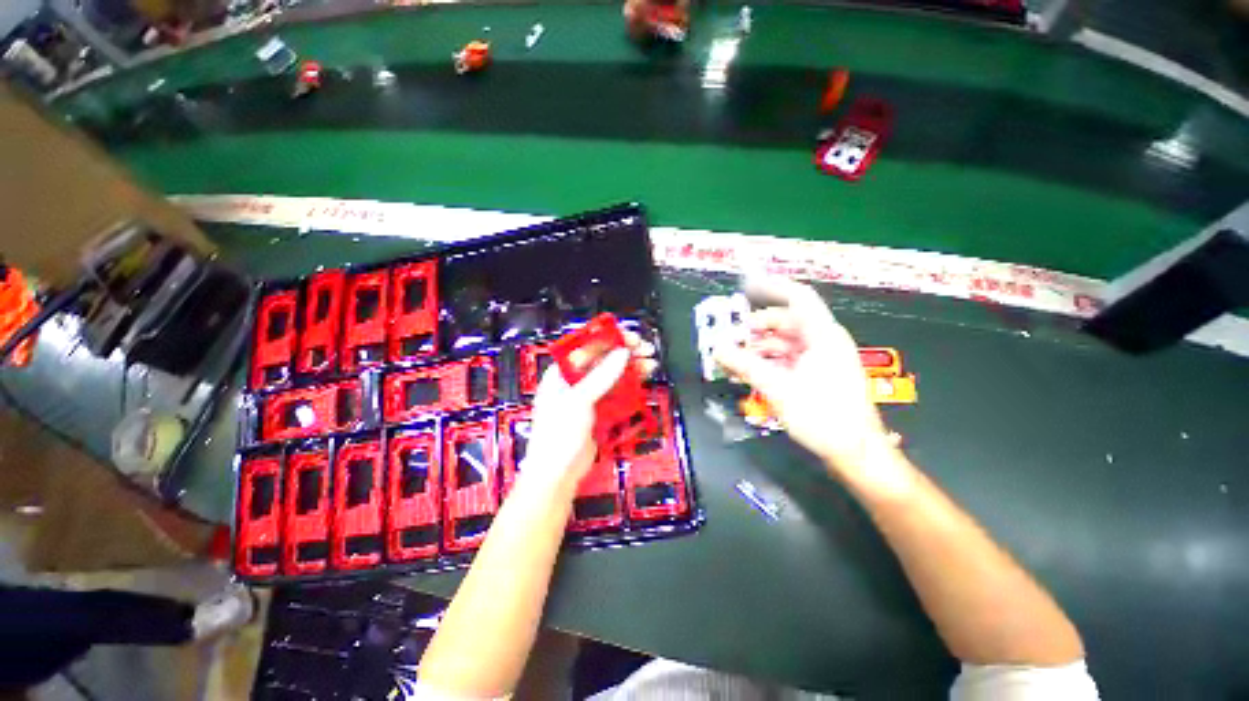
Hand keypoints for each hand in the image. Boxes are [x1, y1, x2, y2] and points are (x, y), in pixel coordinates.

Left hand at [523, 331, 656, 492]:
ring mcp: (588, 397)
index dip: (610, 339)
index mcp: (561, 373)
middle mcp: (575, 381)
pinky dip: (630, 386)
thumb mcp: (579, 400)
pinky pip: (617, 393)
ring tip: (650, 363)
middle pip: (603, 360)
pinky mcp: (599, 411)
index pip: (587, 348)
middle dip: (625, 354)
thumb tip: (623, 353)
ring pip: (613, 376)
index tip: (630, 337)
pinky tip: (643, 380)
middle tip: (646, 350)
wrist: (557, 474)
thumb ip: (602, 376)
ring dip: (631, 369)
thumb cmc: (559, 433)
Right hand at [715, 276, 893, 474]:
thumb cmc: (822, 416)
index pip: (798, 297)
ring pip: (785, 342)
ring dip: (759, 347)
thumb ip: (745, 365)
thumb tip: (716, 348)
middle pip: (786, 322)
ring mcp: (823, 359)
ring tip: (736, 359)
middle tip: (732, 337)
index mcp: (823, 335)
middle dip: (757, 327)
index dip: (771, 286)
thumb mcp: (777, 388)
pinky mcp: (819, 376)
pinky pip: (789, 359)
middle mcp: (824, 341)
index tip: (745, 286)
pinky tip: (751, 373)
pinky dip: (769, 362)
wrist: (855, 453)